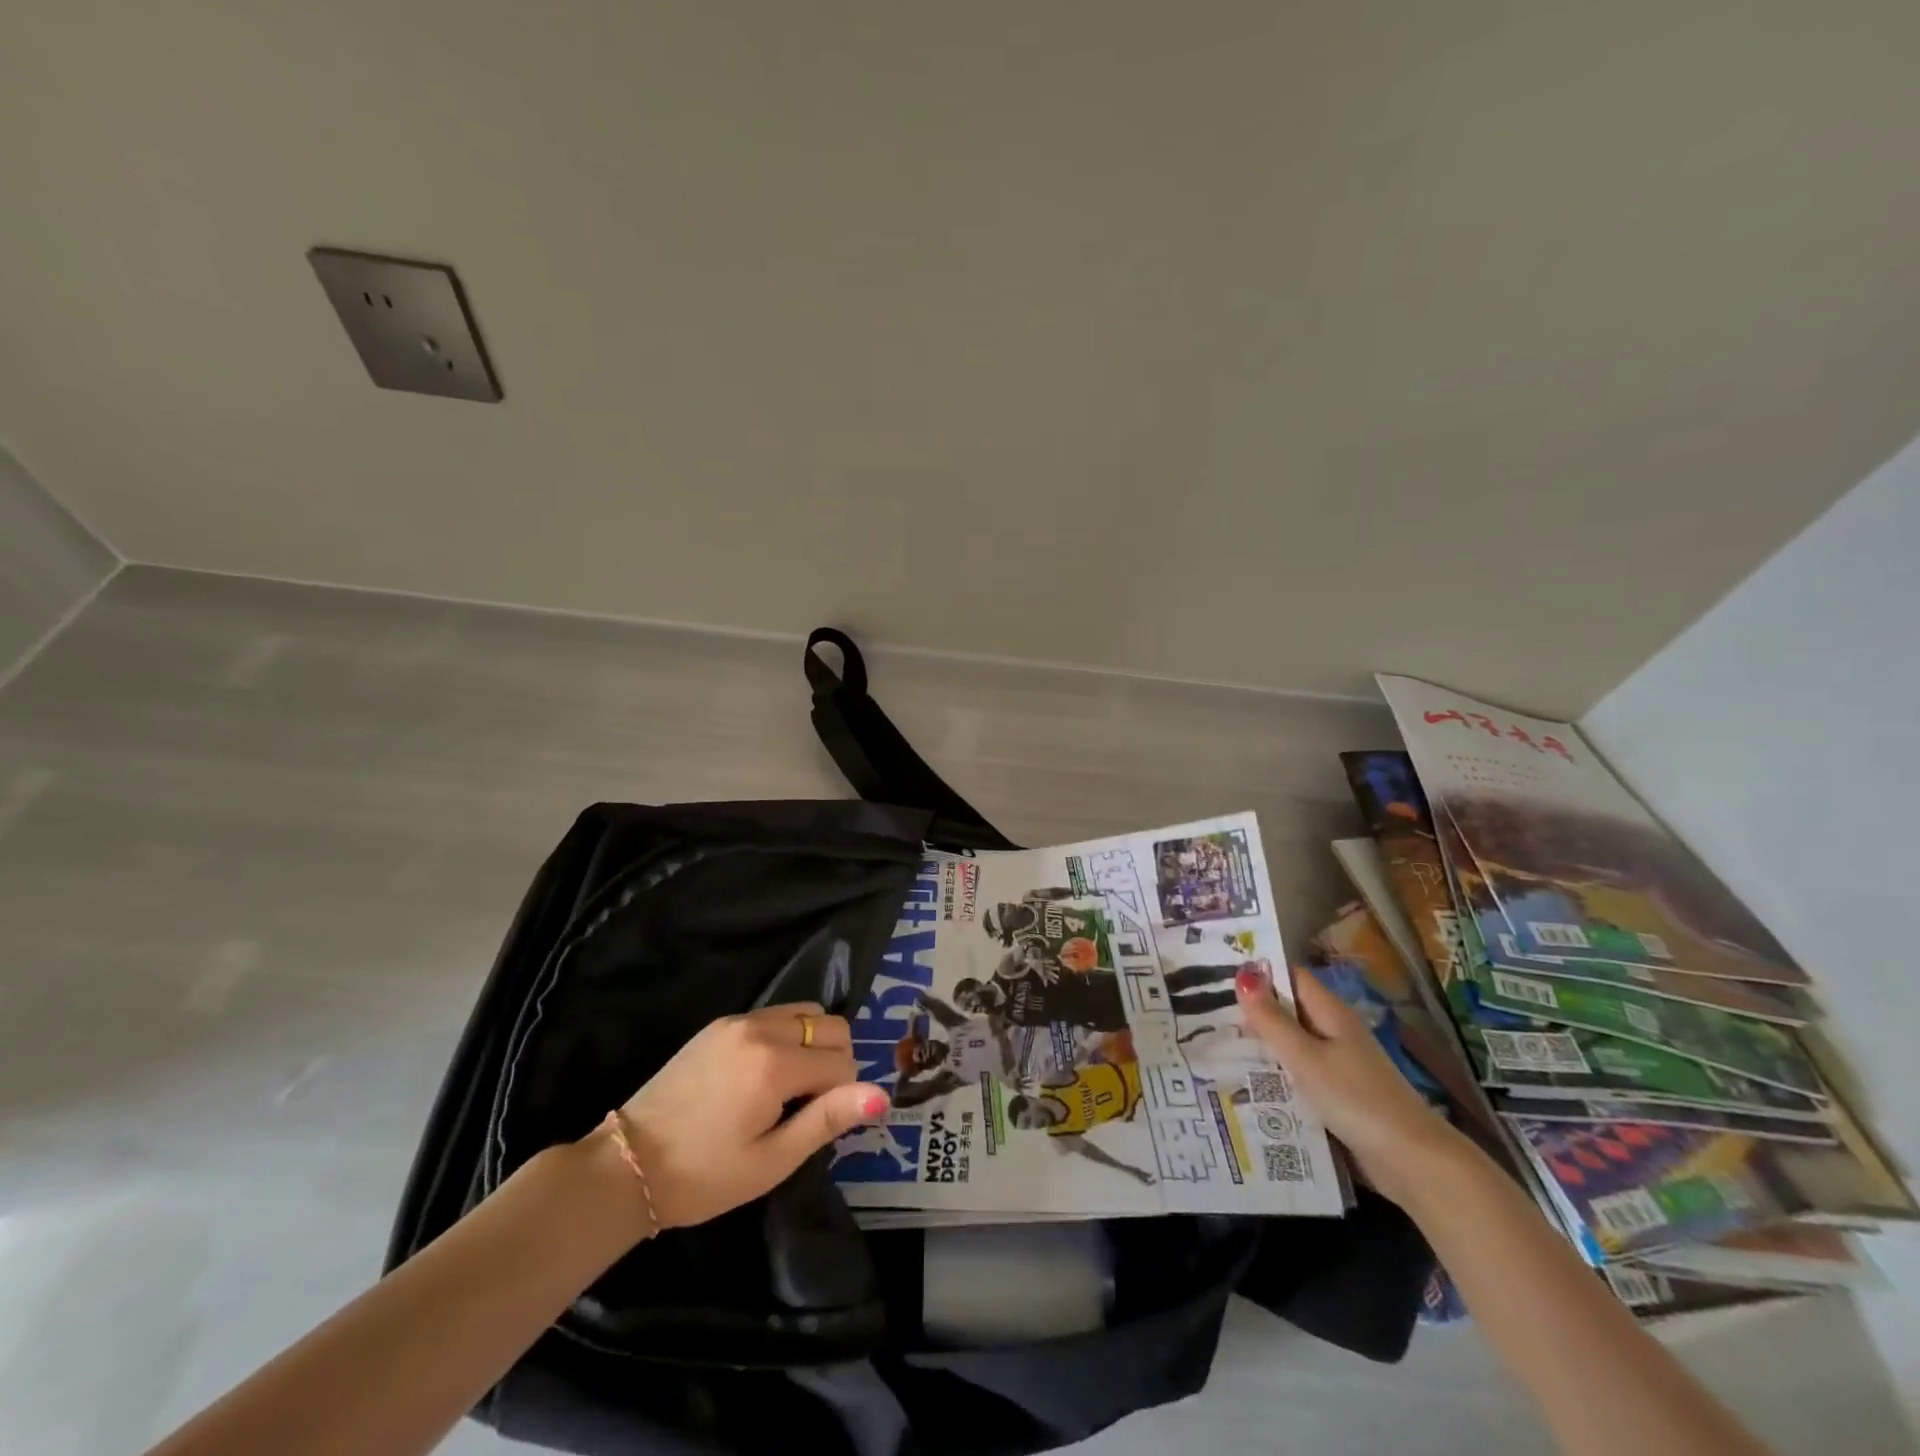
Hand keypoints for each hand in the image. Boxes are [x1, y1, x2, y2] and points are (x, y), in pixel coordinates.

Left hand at [604, 1002, 889, 1230]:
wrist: (627, 1164)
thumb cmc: (703, 1176)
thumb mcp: (772, 1160)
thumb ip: (828, 1120)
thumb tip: (883, 1095)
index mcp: (775, 1064)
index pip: (843, 1062)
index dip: (842, 1095)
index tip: (813, 1125)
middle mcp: (761, 1028)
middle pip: (831, 1026)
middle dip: (835, 1062)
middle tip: (805, 1107)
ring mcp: (738, 1020)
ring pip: (806, 1013)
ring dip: (813, 1044)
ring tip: (788, 1089)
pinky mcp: (720, 1023)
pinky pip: (776, 1015)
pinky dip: (787, 1036)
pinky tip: (764, 1075)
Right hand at [1235, 965, 1459, 1204]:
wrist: (1411, 1162)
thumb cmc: (1355, 1099)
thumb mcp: (1305, 1057)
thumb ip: (1272, 1019)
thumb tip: (1243, 974)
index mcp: (1329, 1013)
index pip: (1289, 976)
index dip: (1257, 970)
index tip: (1215, 971)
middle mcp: (1333, 1032)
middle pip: (1286, 1010)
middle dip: (1250, 1010)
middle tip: (1202, 1011)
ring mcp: (1337, 1065)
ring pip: (1289, 1045)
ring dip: (1259, 1045)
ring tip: (1212, 1044)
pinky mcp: (1336, 1095)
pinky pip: (1297, 1074)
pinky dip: (1274, 1074)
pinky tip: (1244, 1083)